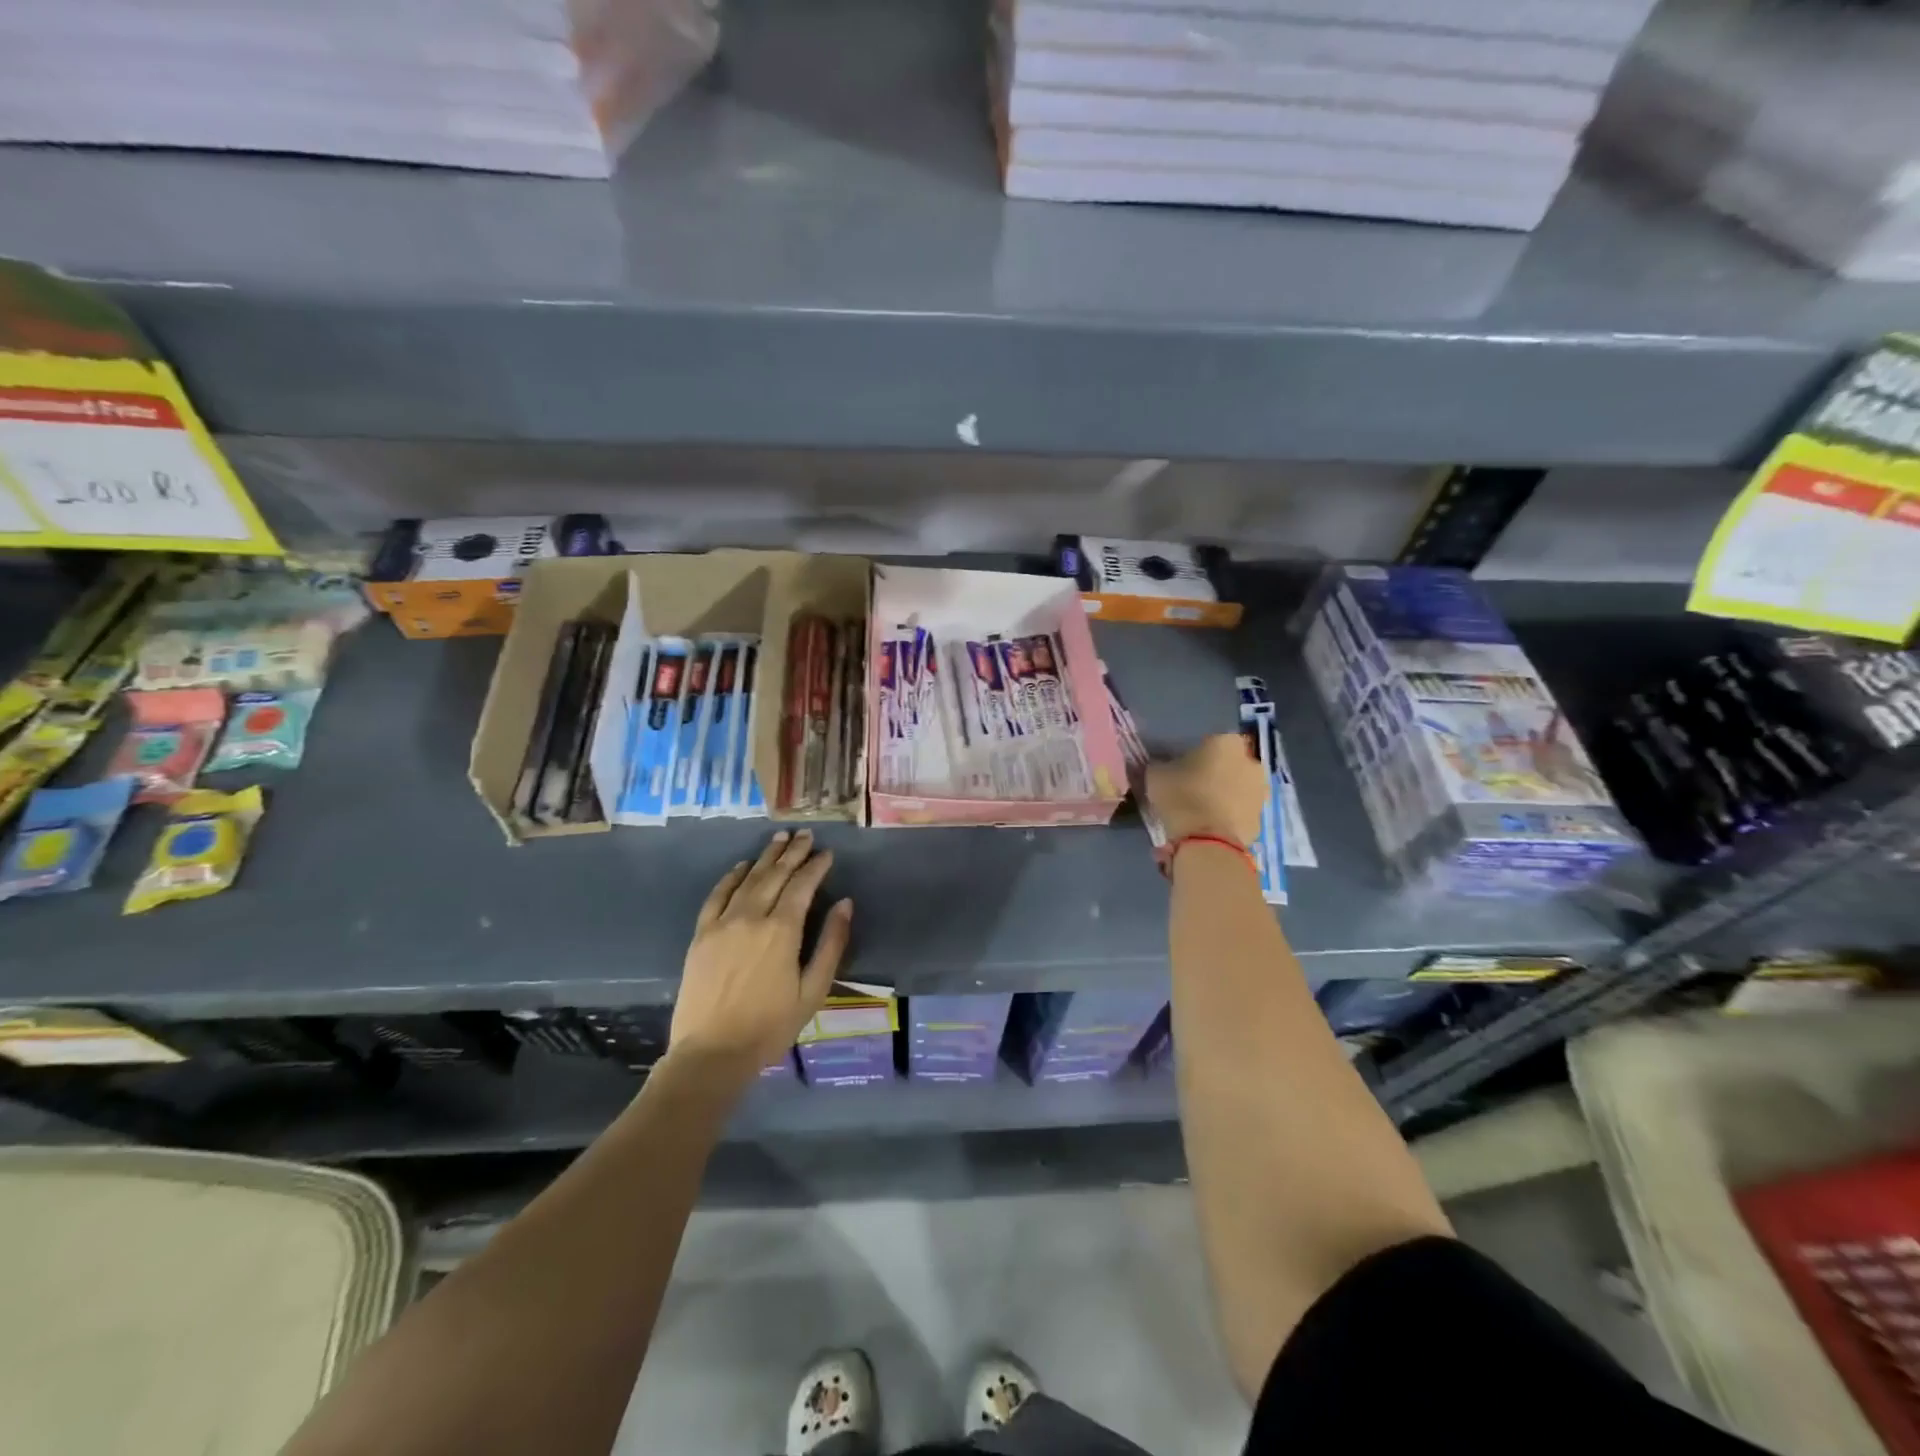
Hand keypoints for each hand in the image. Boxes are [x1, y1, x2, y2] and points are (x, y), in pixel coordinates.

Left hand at [671, 830, 852, 1071]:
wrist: (711, 1053)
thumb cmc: (770, 1026)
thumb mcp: (813, 990)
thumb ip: (831, 944)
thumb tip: (845, 904)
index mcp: (783, 930)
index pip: (803, 886)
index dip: (816, 866)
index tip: (826, 853)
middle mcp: (752, 917)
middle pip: (775, 875)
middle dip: (793, 852)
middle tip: (805, 835)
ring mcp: (722, 923)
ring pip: (748, 879)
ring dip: (766, 857)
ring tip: (779, 838)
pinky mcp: (701, 934)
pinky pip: (717, 895)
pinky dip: (731, 876)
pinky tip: (742, 866)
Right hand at [1146, 734, 1267, 848]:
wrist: (1207, 841)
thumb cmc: (1181, 796)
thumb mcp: (1156, 774)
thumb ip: (1163, 765)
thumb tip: (1164, 766)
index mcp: (1226, 742)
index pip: (1211, 741)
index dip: (1197, 754)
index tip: (1183, 767)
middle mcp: (1251, 762)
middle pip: (1230, 764)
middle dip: (1216, 773)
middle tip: (1193, 788)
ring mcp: (1260, 792)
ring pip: (1238, 788)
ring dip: (1225, 795)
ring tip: (1201, 811)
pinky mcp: (1261, 819)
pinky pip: (1241, 812)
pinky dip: (1230, 817)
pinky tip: (1211, 828)